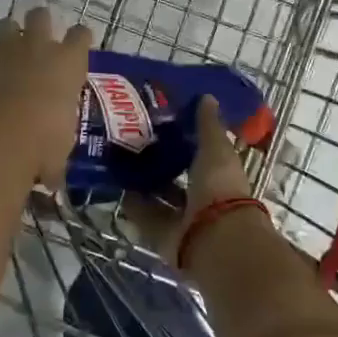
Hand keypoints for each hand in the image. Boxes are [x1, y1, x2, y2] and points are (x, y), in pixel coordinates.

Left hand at [0, 7, 91, 186]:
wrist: (5, 132)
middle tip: (36, 40)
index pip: (81, 35)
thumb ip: (56, 160)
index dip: (78, 39)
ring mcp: (7, 49)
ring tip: (3, 50)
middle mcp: (41, 46)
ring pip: (6, 23)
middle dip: (39, 23)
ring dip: (4, 33)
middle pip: (41, 16)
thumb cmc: (46, 140)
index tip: (76, 46)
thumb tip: (53, 180)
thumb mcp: (59, 152)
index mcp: (70, 62)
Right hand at [123, 96, 255, 262]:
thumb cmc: (219, 187)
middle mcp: (203, 198)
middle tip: (134, 141)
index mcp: (221, 175)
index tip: (164, 122)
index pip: (203, 154)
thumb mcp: (215, 149)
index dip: (186, 139)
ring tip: (119, 162)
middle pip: (179, 177)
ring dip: (144, 184)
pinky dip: (133, 205)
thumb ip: (208, 125)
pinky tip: (116, 188)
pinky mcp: (165, 237)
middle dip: (161, 162)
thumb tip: (207, 97)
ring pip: (160, 198)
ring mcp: (184, 220)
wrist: (214, 239)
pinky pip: (146, 217)